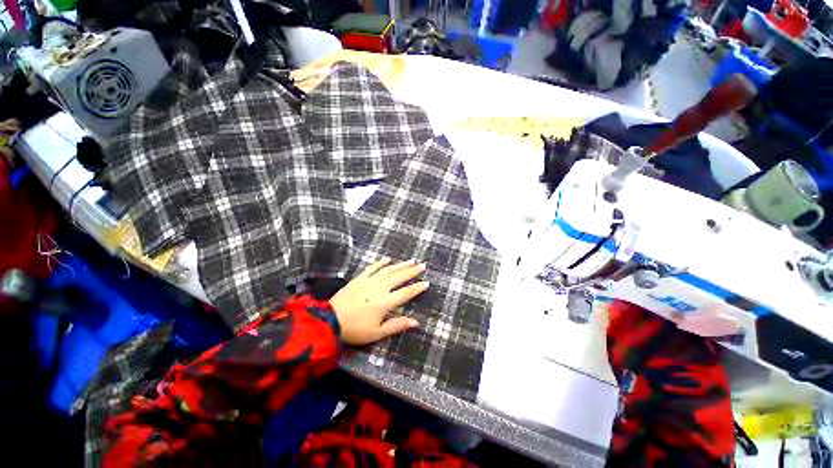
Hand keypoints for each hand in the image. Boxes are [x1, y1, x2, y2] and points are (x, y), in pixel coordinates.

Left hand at [330, 258, 428, 345]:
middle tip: (423, 265)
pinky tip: (388, 259)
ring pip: (388, 270)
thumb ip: (397, 325)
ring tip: (411, 260)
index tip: (427, 282)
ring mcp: (369, 281)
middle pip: (399, 277)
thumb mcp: (377, 333)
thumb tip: (416, 322)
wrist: (329, 321)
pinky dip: (381, 262)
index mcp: (385, 302)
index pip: (406, 293)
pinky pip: (372, 267)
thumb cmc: (355, 330)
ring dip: (401, 264)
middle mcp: (379, 288)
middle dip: (412, 271)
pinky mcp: (359, 278)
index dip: (417, 287)